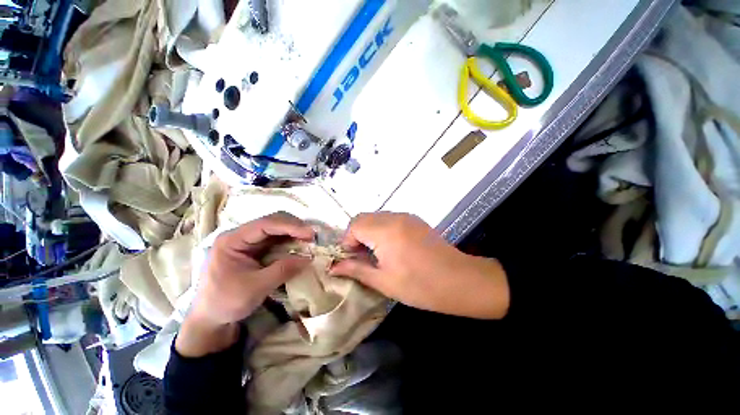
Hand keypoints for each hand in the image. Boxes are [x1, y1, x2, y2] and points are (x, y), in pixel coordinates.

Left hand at [176, 212, 314, 356]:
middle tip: (312, 237)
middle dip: (294, 227)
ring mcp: (248, 243)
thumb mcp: (255, 288)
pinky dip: (290, 242)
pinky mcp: (255, 250)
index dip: (290, 226)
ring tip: (309, 240)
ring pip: (276, 230)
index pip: (265, 225)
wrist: (211, 319)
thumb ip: (282, 270)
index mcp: (232, 240)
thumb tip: (308, 258)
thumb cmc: (226, 303)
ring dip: (294, 233)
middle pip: (272, 222)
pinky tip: (299, 246)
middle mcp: (240, 236)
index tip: (309, 234)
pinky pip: (276, 241)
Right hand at [330, 212, 509, 318]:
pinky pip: (389, 219)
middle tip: (362, 257)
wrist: (459, 280)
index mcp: (385, 231)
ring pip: (376, 217)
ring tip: (376, 253)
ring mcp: (406, 216)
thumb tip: (333, 267)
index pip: (354, 225)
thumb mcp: (383, 281)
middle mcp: (394, 217)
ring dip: (369, 232)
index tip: (352, 259)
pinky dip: (381, 229)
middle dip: (356, 236)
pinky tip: (390, 247)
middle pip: (363, 218)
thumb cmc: (420, 286)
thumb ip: (356, 269)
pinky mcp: (414, 219)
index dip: (348, 242)